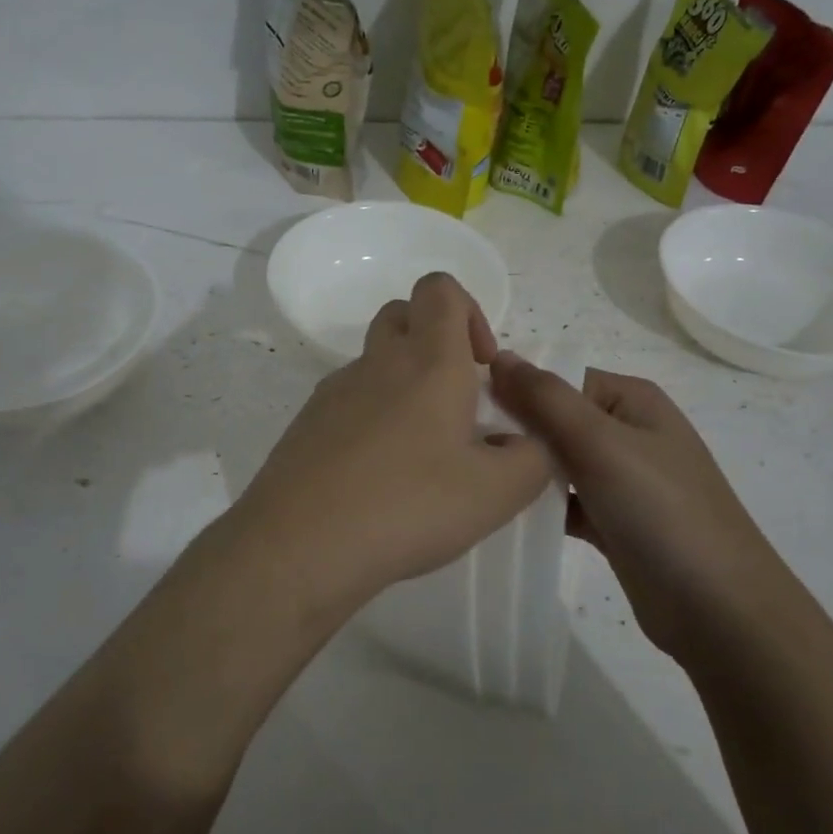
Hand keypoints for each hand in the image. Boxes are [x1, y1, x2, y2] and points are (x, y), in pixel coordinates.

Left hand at [222, 273, 553, 611]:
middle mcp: (377, 363)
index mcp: (428, 361)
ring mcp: (334, 391)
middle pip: (402, 315)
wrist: (301, 544)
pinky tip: (380, 476)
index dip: (469, 311)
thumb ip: (531, 459)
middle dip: (434, 340)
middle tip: (457, 399)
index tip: (484, 366)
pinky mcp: (307, 424)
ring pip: (374, 362)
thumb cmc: (408, 505)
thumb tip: (523, 444)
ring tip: (422, 451)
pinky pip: (348, 402)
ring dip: (403, 384)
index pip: (440, 289)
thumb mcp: (496, 492)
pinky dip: (371, 419)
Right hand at [488, 357, 780, 652]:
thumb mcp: (601, 442)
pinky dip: (536, 505)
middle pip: (555, 419)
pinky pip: (562, 501)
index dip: (515, 387)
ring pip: (556, 462)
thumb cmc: (661, 511)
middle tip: (461, 448)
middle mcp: (627, 432)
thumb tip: (499, 356)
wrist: (718, 610)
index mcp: (631, 400)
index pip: (560, 377)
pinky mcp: (611, 521)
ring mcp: (620, 480)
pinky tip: (497, 512)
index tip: (463, 407)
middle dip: (514, 429)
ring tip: (471, 477)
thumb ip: (546, 398)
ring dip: (522, 469)